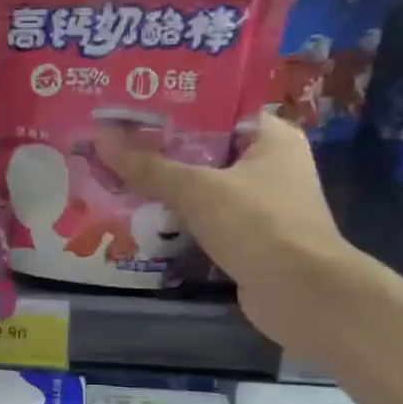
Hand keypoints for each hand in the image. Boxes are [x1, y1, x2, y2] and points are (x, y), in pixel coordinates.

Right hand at [93, 112, 356, 346]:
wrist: (302, 295)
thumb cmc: (259, 225)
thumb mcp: (198, 190)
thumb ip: (149, 166)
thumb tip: (100, 139)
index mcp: (270, 137)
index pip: (217, 108)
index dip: (173, 107)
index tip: (131, 107)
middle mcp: (269, 164)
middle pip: (205, 149)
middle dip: (160, 150)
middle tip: (113, 142)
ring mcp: (260, 204)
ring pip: (202, 187)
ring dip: (165, 188)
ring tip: (116, 176)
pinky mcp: (248, 237)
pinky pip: (204, 218)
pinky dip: (177, 219)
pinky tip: (139, 216)